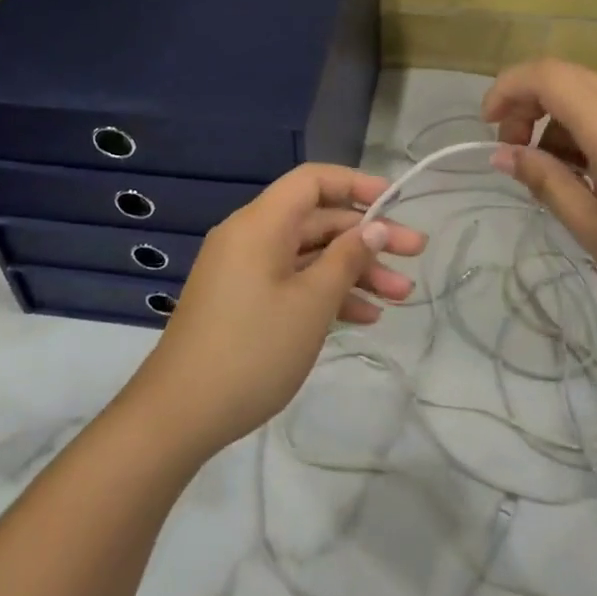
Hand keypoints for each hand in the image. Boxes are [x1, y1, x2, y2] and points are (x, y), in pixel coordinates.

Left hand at [131, 164, 427, 456]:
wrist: (180, 413)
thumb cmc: (253, 349)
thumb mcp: (312, 303)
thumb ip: (347, 258)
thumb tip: (375, 227)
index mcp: (260, 224)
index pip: (312, 181)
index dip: (356, 185)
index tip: (395, 203)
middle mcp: (250, 238)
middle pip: (317, 221)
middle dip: (367, 238)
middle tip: (416, 255)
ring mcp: (245, 272)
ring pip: (309, 257)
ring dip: (354, 272)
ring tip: (401, 297)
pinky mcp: (243, 302)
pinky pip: (292, 282)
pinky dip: (326, 293)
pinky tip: (364, 317)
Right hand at [482, 58, 596, 336]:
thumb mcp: (594, 229)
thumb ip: (545, 182)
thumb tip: (504, 154)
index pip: (547, 75)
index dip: (507, 89)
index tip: (488, 129)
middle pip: (566, 77)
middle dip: (526, 104)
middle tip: (513, 153)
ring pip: (590, 93)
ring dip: (555, 119)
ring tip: (547, 174)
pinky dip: (583, 130)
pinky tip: (584, 176)